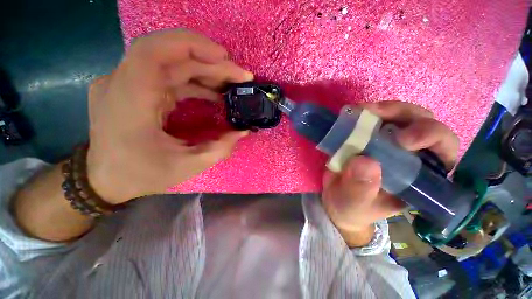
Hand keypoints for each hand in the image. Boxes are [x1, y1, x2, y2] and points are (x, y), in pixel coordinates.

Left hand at [87, 30, 252, 203]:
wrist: (105, 180)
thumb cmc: (140, 175)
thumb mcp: (185, 167)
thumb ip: (218, 149)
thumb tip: (241, 132)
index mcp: (129, 101)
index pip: (153, 52)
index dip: (191, 46)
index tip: (224, 57)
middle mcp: (122, 83)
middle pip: (170, 56)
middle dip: (210, 63)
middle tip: (239, 76)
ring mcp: (126, 84)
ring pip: (171, 63)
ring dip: (205, 71)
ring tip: (231, 84)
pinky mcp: (135, 89)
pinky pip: (168, 75)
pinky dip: (194, 81)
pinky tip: (213, 92)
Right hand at [321, 101, 458, 246]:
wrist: (336, 199)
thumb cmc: (351, 207)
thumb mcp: (355, 203)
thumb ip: (361, 189)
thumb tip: (365, 162)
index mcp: (419, 177)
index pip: (443, 150)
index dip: (431, 137)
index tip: (402, 140)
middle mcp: (409, 155)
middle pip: (423, 123)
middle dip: (405, 115)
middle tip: (376, 114)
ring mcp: (388, 143)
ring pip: (401, 116)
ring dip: (385, 110)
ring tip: (362, 111)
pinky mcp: (369, 136)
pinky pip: (374, 118)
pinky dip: (365, 113)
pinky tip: (353, 114)